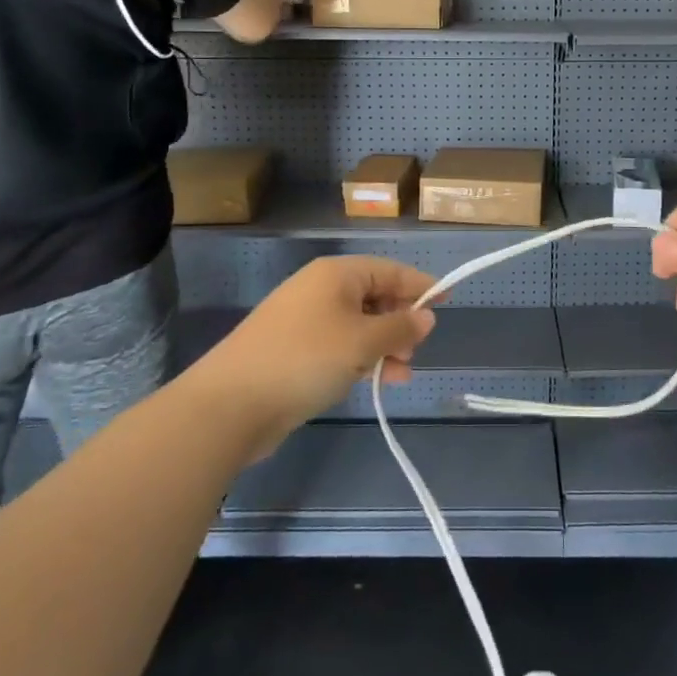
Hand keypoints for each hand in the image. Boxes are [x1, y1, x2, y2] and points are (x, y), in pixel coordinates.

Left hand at [192, 256, 436, 453]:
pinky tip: (377, 381)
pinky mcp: (294, 351)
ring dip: (384, 346)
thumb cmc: (305, 359)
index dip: (420, 285)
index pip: (389, 270)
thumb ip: (399, 328)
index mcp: (336, 274)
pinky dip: (361, 359)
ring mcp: (305, 321)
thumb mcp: (362, 342)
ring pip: (358, 325)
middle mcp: (321, 290)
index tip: (447, 301)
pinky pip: (340, 346)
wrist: (230, 405)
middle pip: (374, 296)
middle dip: (400, 321)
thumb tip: (427, 315)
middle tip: (418, 350)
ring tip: (402, 374)